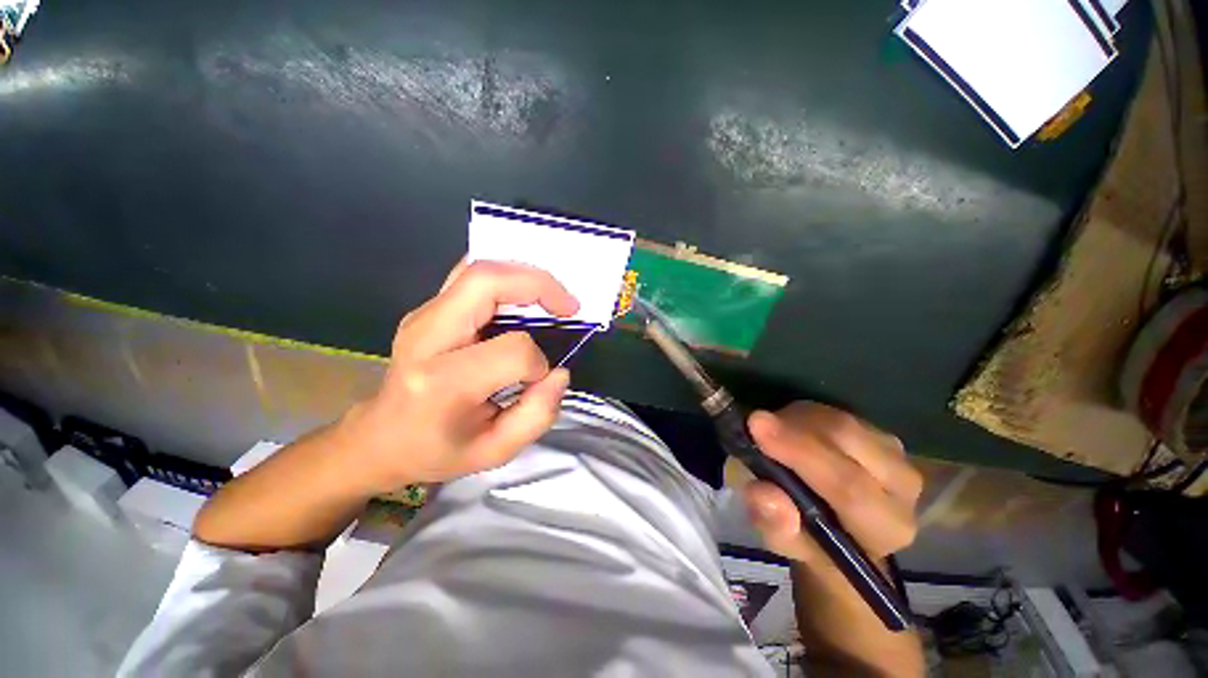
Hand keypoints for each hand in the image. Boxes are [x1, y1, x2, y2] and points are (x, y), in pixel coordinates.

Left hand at [336, 259, 578, 494]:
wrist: (381, 437)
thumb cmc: (437, 449)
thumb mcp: (494, 451)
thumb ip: (537, 415)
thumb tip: (559, 372)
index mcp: (442, 382)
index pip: (511, 350)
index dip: (538, 361)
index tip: (542, 377)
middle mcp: (427, 335)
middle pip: (486, 281)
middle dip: (539, 286)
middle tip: (569, 307)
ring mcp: (423, 315)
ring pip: (479, 269)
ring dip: (525, 277)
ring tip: (552, 300)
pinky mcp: (428, 309)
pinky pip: (472, 277)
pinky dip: (507, 279)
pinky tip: (524, 298)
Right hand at [742, 402, 922, 567]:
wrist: (843, 531)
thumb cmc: (814, 543)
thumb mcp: (787, 545)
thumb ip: (777, 525)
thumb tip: (763, 492)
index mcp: (886, 526)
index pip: (848, 486)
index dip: (801, 453)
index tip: (756, 426)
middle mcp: (903, 485)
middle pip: (846, 439)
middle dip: (794, 428)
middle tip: (754, 422)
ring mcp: (895, 452)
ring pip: (838, 421)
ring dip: (795, 421)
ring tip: (769, 434)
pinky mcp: (879, 432)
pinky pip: (835, 412)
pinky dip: (802, 416)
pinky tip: (787, 429)